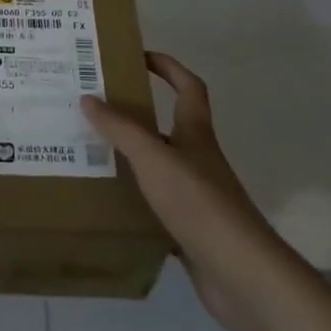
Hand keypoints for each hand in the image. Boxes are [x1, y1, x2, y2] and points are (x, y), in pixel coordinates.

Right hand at [81, 52, 278, 330]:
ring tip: (91, 153)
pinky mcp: (191, 230)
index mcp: (195, 133)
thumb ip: (121, 128)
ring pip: (160, 166)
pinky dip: (136, 201)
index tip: (139, 56)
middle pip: (169, 126)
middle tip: (96, 109)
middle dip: (136, 115)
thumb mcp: (153, 158)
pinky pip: (157, 205)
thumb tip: (88, 98)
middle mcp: (198, 159)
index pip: (188, 86)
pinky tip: (109, 204)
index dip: (168, 67)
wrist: (241, 274)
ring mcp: (197, 196)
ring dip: (132, 158)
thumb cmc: (199, 203)